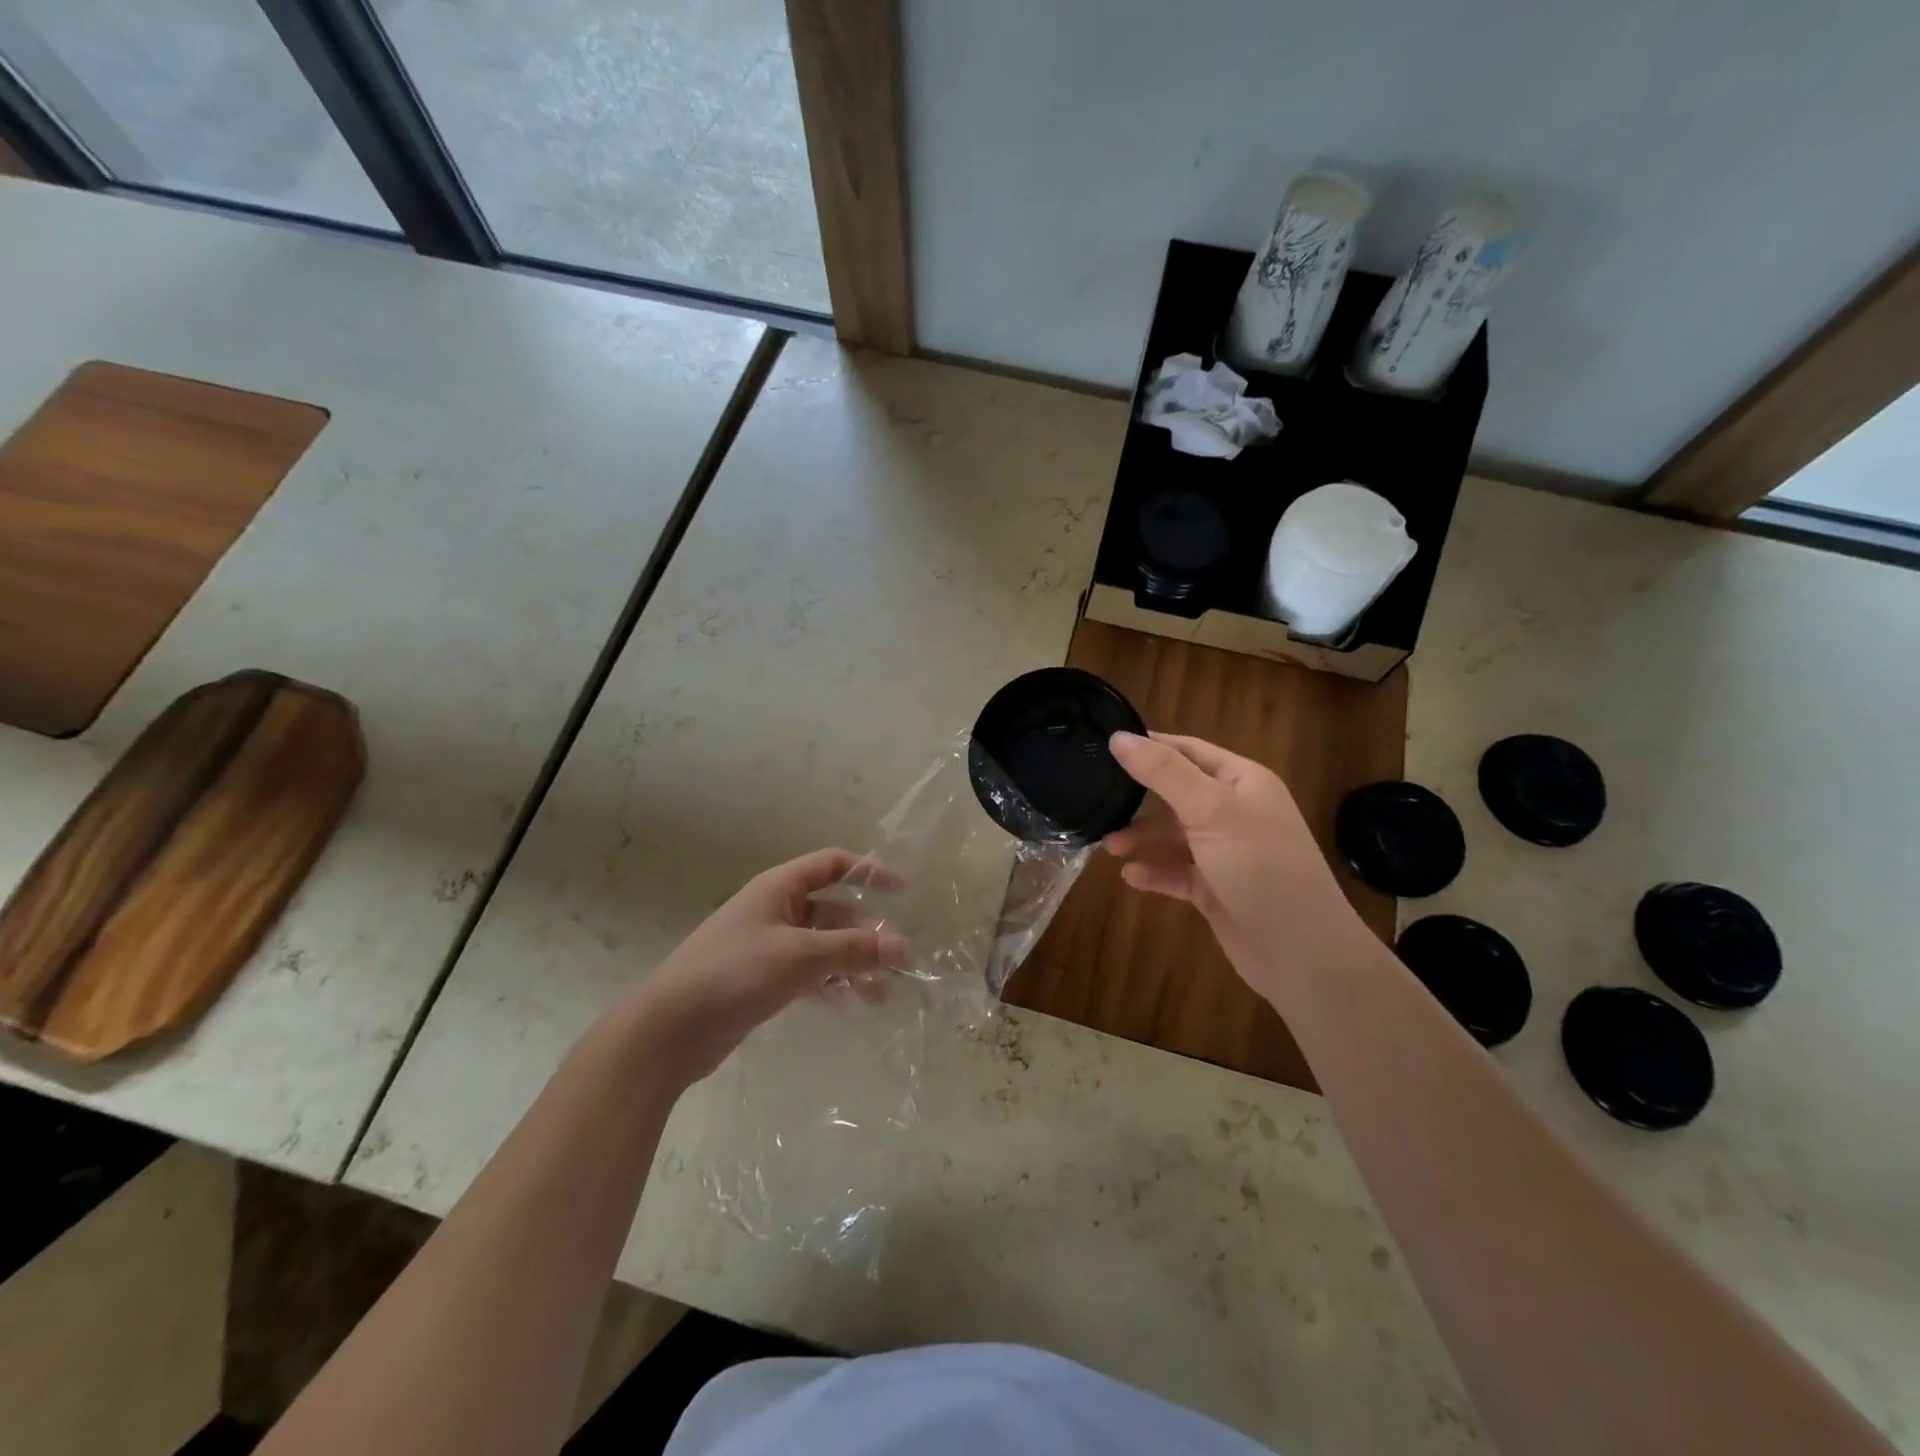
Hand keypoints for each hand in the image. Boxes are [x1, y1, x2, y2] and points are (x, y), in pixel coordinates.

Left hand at [618, 848, 905, 1084]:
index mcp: (780, 888)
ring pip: (823, 947)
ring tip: (880, 996)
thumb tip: (902, 946)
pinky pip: (808, 973)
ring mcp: (768, 946)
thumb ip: (852, 950)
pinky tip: (848, 1005)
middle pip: (833, 911)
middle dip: (866, 934)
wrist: (668, 1030)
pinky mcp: (763, 979)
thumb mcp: (798, 956)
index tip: (902, 892)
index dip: (867, 872)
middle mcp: (776, 910)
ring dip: (852, 965)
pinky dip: (830, 984)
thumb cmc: (733, 974)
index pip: (832, 865)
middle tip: (897, 963)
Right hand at [1103, 732, 1365, 998]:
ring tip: (1108, 846)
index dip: (1149, 746)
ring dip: (1141, 838)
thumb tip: (1119, 737)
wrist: (1301, 952)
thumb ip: (1164, 772)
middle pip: (1176, 794)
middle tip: (1097, 802)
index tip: (1104, 747)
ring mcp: (1225, 853)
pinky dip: (1154, 872)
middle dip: (1138, 799)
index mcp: (1242, 782)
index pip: (1188, 751)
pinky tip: (1130, 876)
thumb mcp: (1211, 809)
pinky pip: (1176, 872)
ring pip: (1172, 836)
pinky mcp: (1215, 889)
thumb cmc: (1260, 866)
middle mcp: (1234, 812)